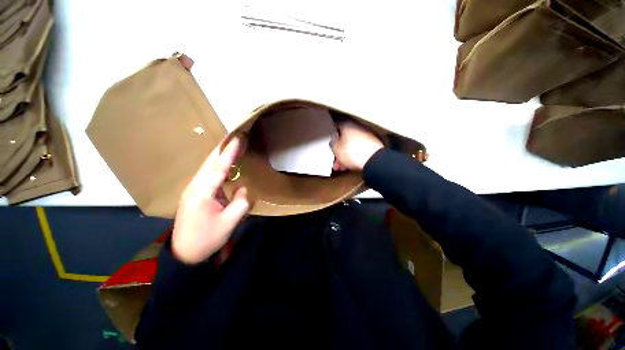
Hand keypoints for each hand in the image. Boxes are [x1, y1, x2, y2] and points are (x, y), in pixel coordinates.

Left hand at [171, 137, 249, 263]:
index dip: (229, 153)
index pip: (219, 167)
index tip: (237, 139)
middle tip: (235, 137)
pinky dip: (217, 167)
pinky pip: (208, 176)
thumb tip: (243, 187)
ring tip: (231, 146)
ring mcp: (193, 190)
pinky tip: (225, 165)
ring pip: (208, 168)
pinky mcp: (196, 195)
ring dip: (220, 156)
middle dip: (223, 148)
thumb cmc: (206, 239)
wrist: (184, 254)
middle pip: (210, 163)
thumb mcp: (229, 222)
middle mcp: (195, 187)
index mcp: (202, 192)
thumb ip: (241, 202)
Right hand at [331, 122, 383, 170]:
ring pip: (352, 145)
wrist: (373, 160)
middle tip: (335, 160)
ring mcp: (367, 136)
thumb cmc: (351, 152)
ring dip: (346, 155)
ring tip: (341, 167)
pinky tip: (350, 166)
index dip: (332, 135)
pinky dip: (354, 156)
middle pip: (345, 138)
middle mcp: (358, 127)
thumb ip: (332, 142)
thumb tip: (334, 138)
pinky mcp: (373, 145)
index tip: (330, 142)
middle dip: (339, 150)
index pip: (337, 126)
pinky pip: (360, 149)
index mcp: (347, 124)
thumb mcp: (335, 148)